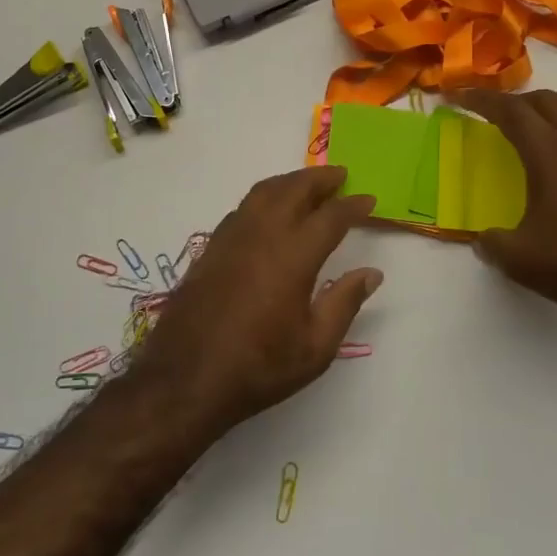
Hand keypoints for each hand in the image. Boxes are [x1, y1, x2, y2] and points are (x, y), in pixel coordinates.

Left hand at [133, 166, 381, 435]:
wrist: (185, 380)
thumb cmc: (258, 368)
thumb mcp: (315, 348)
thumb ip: (344, 303)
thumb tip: (371, 274)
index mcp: (293, 257)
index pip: (330, 217)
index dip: (352, 205)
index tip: (368, 200)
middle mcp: (261, 236)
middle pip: (293, 189)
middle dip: (319, 178)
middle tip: (340, 175)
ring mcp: (230, 239)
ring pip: (262, 193)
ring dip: (289, 182)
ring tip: (307, 185)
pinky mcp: (209, 250)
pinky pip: (241, 209)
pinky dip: (263, 199)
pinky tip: (269, 213)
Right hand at [450, 89, 556, 334]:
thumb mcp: (521, 260)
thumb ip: (493, 244)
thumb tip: (483, 240)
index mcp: (550, 152)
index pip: (511, 112)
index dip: (482, 100)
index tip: (458, 96)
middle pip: (548, 102)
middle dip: (517, 102)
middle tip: (496, 116)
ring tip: (542, 127)